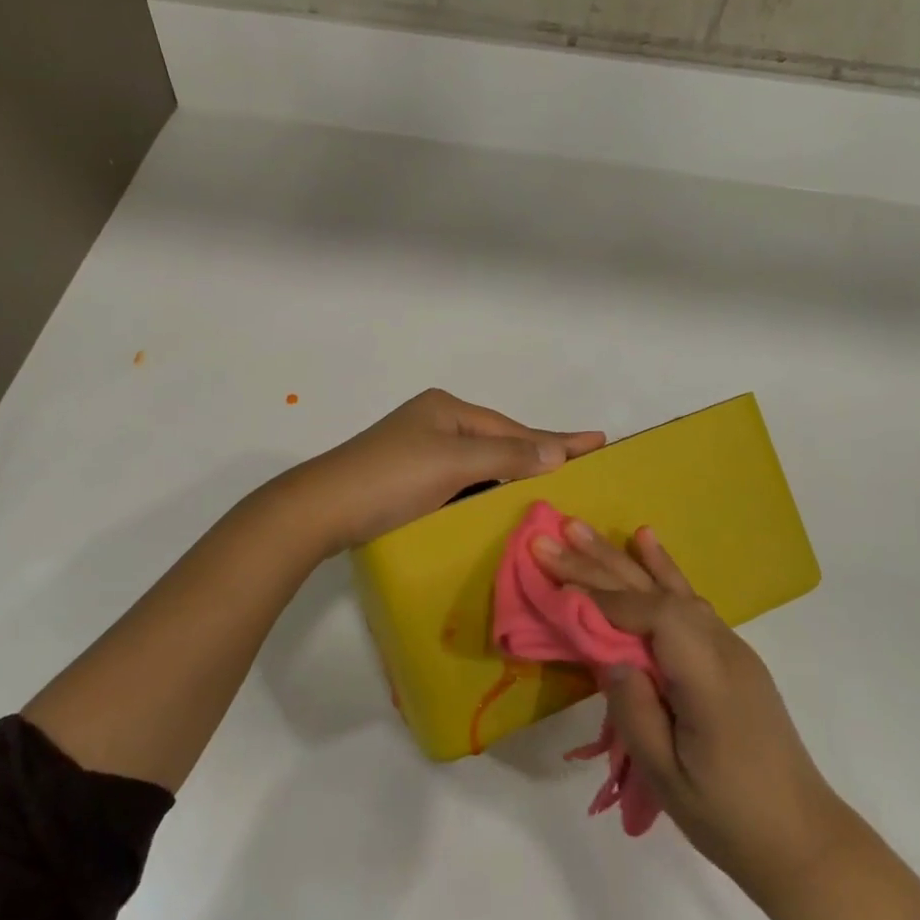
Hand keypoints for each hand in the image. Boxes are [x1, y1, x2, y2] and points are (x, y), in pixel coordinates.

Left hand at [281, 390, 603, 554]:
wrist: (320, 510)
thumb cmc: (390, 477)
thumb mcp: (453, 462)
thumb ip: (507, 454)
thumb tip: (558, 451)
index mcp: (447, 409)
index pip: (514, 427)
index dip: (556, 438)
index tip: (598, 441)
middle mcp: (436, 423)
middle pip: (499, 442)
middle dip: (539, 455)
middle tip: (583, 468)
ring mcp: (420, 451)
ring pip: (481, 464)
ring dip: (513, 476)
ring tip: (553, 487)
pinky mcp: (409, 480)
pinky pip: (462, 482)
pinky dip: (486, 491)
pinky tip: (503, 503)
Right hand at [532, 521, 852, 901]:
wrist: (803, 839)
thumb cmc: (729, 816)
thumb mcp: (668, 776)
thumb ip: (633, 709)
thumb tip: (608, 654)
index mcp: (708, 677)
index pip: (651, 616)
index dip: (603, 598)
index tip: (557, 585)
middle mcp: (721, 647)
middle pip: (653, 592)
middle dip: (598, 565)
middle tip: (550, 538)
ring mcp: (729, 646)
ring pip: (668, 588)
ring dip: (621, 558)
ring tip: (580, 527)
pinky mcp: (729, 653)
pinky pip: (688, 600)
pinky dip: (661, 568)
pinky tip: (645, 541)